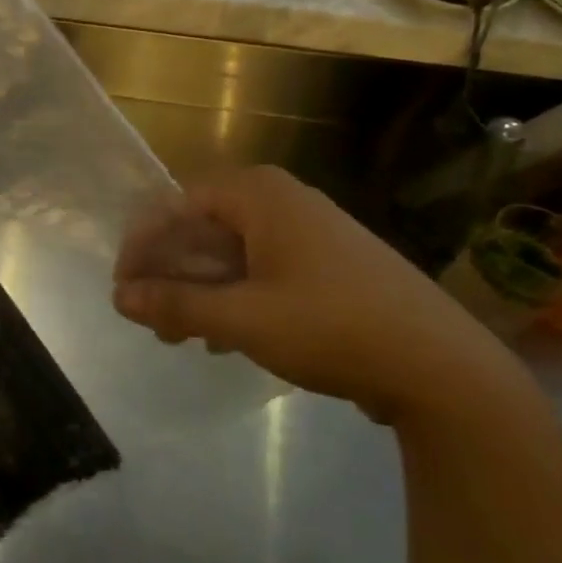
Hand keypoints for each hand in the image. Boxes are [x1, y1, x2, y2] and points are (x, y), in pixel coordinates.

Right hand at [113, 166, 525, 425]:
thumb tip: (119, 297)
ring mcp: (310, 232)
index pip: (178, 204)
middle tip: (149, 317)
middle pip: (204, 227)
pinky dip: (235, 297)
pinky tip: (225, 337)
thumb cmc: (331, 326)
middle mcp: (283, 200)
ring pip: (232, 252)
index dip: (143, 245)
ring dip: (200, 290)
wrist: (442, 367)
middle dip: (171, 273)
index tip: (123, 288)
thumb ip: (175, 305)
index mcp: (260, 195)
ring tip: (182, 336)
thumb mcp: (242, 319)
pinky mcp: (329, 264)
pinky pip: (262, 269)